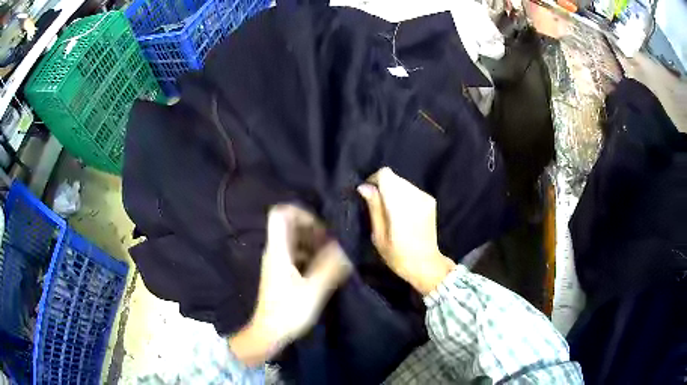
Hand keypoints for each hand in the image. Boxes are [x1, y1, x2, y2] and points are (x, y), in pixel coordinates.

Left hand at [229, 205, 351, 366]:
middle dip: (312, 228)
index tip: (320, 225)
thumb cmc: (288, 311)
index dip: (299, 212)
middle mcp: (275, 251)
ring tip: (332, 254)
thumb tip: (344, 249)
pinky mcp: (281, 273)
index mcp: (278, 250)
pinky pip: (296, 254)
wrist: (269, 332)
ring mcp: (277, 262)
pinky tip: (324, 267)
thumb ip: (329, 267)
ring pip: (294, 240)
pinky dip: (310, 254)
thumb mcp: (313, 290)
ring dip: (313, 242)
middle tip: (332, 241)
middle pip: (289, 225)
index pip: (279, 214)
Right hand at [358, 167, 454, 295]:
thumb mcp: (379, 236)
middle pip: (393, 177)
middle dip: (382, 186)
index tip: (367, 195)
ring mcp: (425, 197)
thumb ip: (374, 208)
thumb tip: (364, 187)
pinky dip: (402, 195)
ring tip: (389, 211)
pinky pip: (411, 189)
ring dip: (392, 191)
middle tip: (377, 206)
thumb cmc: (398, 256)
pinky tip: (402, 213)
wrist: (426, 264)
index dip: (373, 180)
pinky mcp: (430, 200)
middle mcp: (415, 196)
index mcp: (401, 206)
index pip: (385, 175)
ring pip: (402, 182)